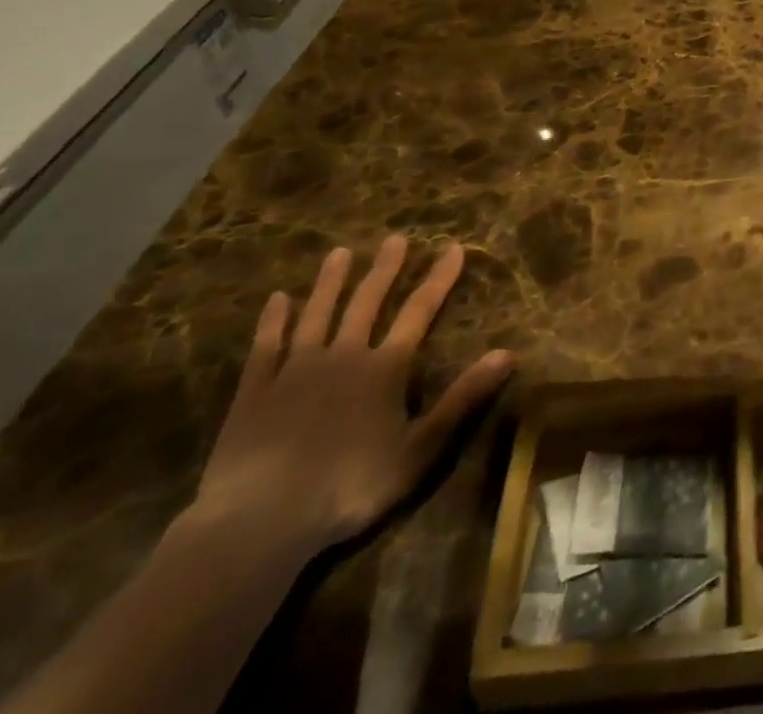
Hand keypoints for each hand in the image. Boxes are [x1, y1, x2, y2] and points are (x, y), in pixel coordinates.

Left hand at [193, 237, 513, 557]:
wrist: (258, 522)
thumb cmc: (349, 487)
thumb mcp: (420, 449)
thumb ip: (462, 398)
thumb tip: (508, 353)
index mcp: (384, 368)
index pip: (419, 311)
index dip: (439, 278)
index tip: (453, 247)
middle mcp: (343, 356)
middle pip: (367, 302)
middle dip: (384, 269)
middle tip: (394, 239)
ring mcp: (294, 371)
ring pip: (317, 314)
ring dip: (330, 283)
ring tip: (339, 253)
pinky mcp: (254, 392)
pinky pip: (265, 346)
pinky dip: (273, 321)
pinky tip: (277, 300)